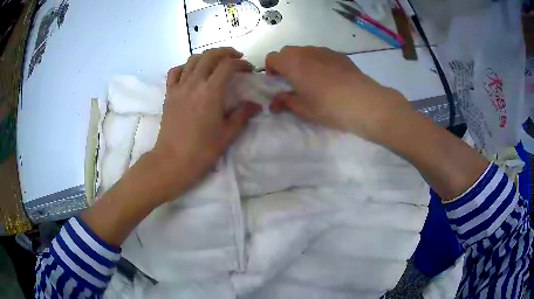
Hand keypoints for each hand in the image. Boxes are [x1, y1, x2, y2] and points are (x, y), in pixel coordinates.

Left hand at [150, 47, 261, 201]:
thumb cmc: (202, 149)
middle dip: (225, 52)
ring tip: (216, 61)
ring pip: (192, 60)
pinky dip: (184, 66)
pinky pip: (175, 72)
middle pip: (209, 56)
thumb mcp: (228, 133)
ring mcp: (178, 87)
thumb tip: (257, 105)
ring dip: (207, 56)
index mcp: (210, 92)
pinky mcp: (168, 94)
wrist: (173, 160)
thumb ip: (243, 115)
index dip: (241, 64)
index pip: (227, 66)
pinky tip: (191, 71)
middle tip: (236, 57)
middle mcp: (193, 84)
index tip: (249, 70)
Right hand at [266, 46, 412, 143]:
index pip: (272, 57)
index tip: (277, 82)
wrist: (363, 102)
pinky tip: (330, 78)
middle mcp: (306, 51)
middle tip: (293, 81)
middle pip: (288, 51)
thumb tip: (274, 103)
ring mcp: (325, 51)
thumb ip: (285, 102)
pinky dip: (319, 62)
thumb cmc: (328, 106)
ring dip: (302, 62)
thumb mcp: (303, 109)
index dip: (270, 69)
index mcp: (292, 63)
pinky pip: (322, 55)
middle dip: (285, 64)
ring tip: (313, 79)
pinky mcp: (340, 55)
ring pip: (306, 51)